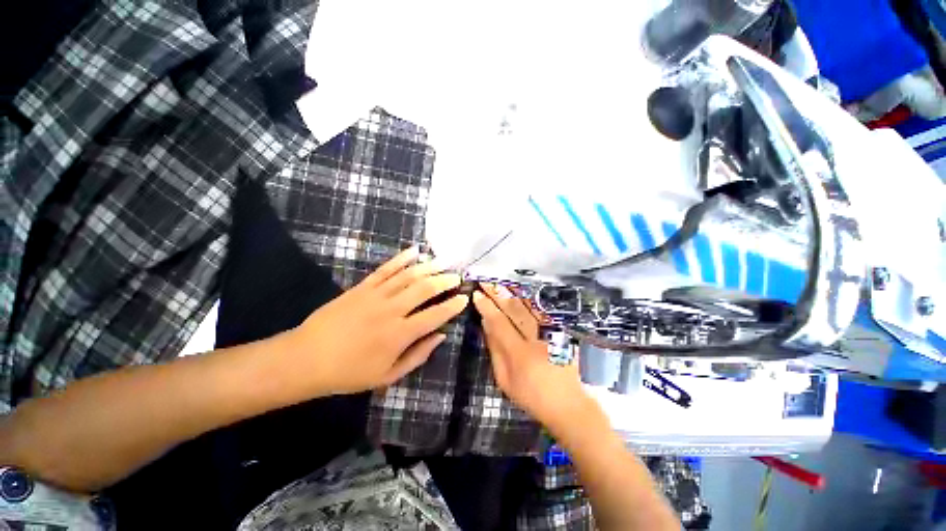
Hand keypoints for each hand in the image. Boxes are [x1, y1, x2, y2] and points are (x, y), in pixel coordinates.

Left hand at [286, 247, 468, 395]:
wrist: (306, 359)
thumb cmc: (349, 373)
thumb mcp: (388, 375)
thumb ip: (418, 355)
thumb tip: (440, 336)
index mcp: (400, 334)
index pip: (435, 315)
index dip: (453, 306)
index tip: (465, 298)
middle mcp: (392, 310)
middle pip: (425, 289)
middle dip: (445, 281)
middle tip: (458, 276)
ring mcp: (376, 295)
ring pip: (408, 275)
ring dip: (429, 267)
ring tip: (444, 261)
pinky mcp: (362, 287)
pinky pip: (385, 269)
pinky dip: (401, 259)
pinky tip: (414, 251)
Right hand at [472, 284, 588, 429]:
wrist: (570, 405)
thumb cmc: (532, 396)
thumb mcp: (505, 381)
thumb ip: (495, 350)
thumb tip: (486, 325)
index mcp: (520, 354)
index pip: (499, 323)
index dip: (487, 307)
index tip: (477, 294)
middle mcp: (537, 339)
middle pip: (515, 310)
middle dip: (498, 294)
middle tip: (486, 282)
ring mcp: (552, 333)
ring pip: (530, 307)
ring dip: (513, 292)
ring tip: (500, 281)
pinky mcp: (562, 332)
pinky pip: (543, 311)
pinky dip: (530, 300)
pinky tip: (521, 292)